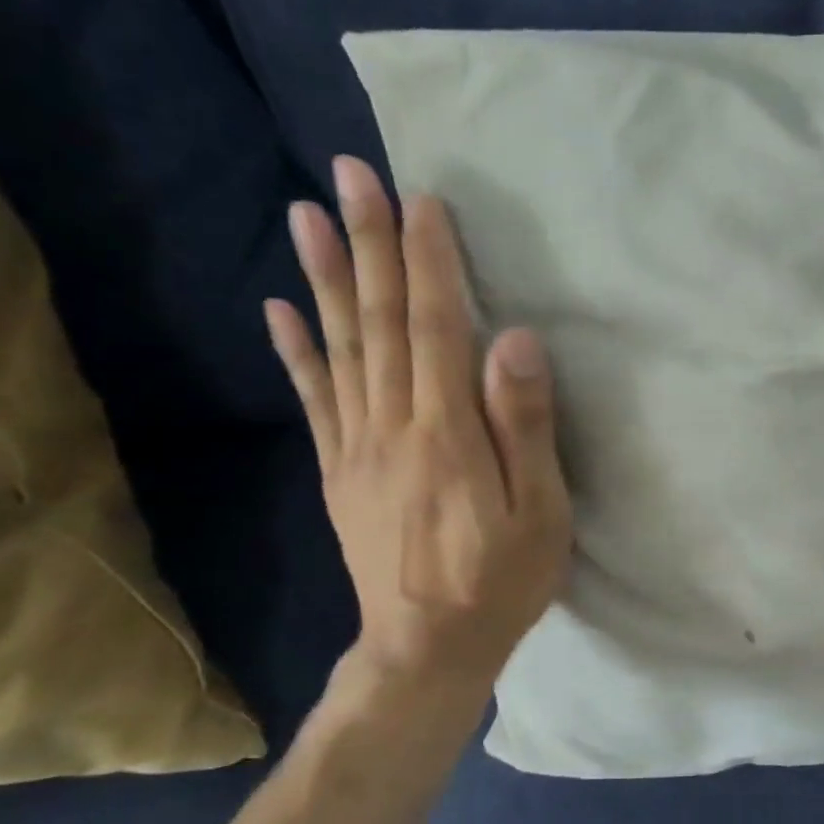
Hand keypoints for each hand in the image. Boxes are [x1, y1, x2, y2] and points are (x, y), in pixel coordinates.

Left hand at [265, 157, 571, 722]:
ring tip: (307, 216)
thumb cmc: (502, 580)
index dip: (429, 261)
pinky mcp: (340, 472)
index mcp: (447, 432)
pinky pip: (315, 399)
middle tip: (351, 174)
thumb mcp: (541, 512)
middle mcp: (392, 425)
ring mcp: (357, 447)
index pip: (436, 325)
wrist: (427, 649)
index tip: (422, 200)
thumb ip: (525, 425)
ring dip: (327, 278)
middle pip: (380, 320)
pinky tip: (282, 309)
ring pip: (340, 347)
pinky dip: (297, 350)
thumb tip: (516, 340)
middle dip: (370, 243)